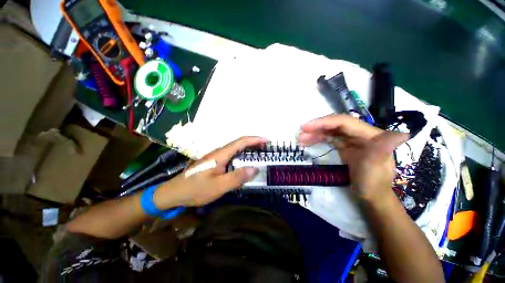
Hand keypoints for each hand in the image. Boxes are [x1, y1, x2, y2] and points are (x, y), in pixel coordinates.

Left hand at [153, 136, 267, 207]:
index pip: (241, 142)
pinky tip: (245, 163)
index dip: (255, 139)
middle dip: (254, 143)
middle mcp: (219, 152)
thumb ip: (236, 177)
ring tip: (260, 154)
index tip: (267, 140)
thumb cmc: (195, 189)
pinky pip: (232, 156)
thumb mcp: (218, 186)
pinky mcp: (215, 163)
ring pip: (235, 149)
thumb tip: (255, 169)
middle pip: (239, 143)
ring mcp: (216, 157)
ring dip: (248, 149)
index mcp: (221, 154)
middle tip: (266, 148)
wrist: (174, 192)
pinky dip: (242, 156)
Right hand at [297, 114, 407, 201]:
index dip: (323, 122)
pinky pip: (329, 138)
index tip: (305, 127)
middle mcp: (360, 134)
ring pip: (330, 131)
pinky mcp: (345, 147)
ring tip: (300, 140)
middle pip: (334, 124)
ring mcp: (352, 140)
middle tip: (300, 134)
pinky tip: (308, 142)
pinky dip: (318, 139)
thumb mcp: (376, 168)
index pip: (343, 122)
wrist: (370, 197)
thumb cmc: (373, 184)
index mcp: (370, 135)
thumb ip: (383, 150)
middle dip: (316, 128)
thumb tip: (402, 134)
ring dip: (314, 134)